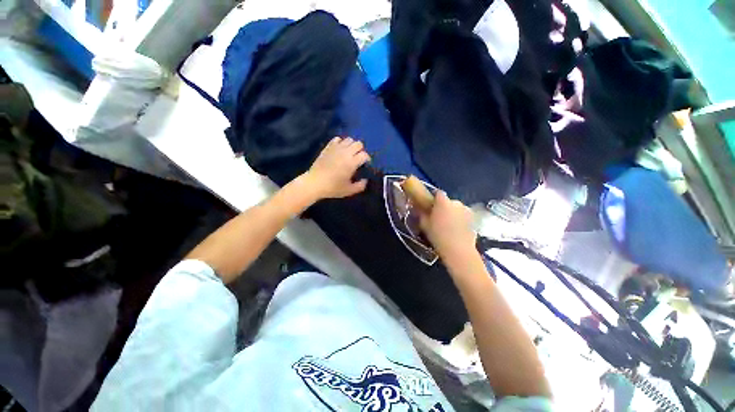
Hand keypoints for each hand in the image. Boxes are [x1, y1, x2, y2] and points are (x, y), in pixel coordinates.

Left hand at [303, 137, 370, 199]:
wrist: (314, 183)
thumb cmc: (333, 188)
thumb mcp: (349, 191)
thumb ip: (360, 186)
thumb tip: (365, 180)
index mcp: (351, 163)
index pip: (364, 155)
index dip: (367, 159)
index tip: (364, 165)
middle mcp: (345, 153)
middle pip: (358, 144)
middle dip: (360, 150)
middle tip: (357, 158)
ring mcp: (336, 148)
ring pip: (349, 139)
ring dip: (351, 145)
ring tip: (349, 153)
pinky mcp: (328, 147)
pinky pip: (337, 139)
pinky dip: (341, 142)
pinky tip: (339, 150)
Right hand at [418, 191, 476, 260]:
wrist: (458, 250)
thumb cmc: (438, 235)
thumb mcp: (424, 225)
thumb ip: (422, 214)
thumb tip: (420, 209)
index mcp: (442, 202)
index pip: (438, 193)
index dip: (434, 198)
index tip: (430, 205)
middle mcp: (456, 202)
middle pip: (448, 201)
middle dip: (444, 207)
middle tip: (439, 218)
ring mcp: (467, 210)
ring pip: (457, 209)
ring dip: (453, 213)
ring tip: (449, 225)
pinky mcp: (473, 219)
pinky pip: (464, 216)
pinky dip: (460, 220)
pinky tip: (457, 230)